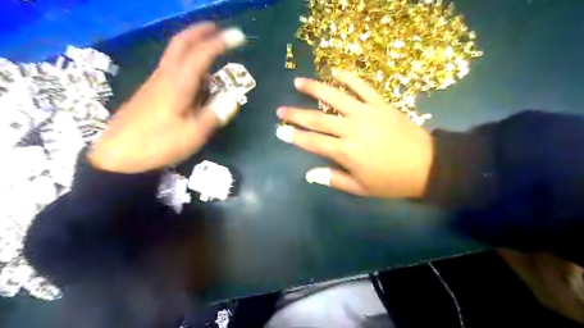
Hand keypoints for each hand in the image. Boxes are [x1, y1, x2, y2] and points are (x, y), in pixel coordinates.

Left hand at [89, 23, 245, 173]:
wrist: (118, 154)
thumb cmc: (158, 144)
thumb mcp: (192, 135)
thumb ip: (213, 115)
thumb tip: (234, 98)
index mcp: (178, 85)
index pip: (201, 55)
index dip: (220, 42)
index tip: (238, 36)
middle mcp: (165, 77)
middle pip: (181, 44)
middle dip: (200, 31)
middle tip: (218, 27)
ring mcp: (155, 82)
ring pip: (175, 55)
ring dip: (193, 45)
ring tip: (211, 50)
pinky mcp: (151, 91)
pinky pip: (172, 68)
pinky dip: (186, 62)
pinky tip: (195, 76)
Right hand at [276, 70, 434, 197]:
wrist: (427, 166)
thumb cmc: (391, 181)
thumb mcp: (361, 188)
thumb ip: (333, 179)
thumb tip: (309, 175)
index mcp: (345, 152)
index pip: (313, 142)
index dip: (294, 137)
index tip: (279, 131)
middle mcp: (351, 129)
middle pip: (318, 118)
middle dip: (296, 114)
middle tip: (280, 109)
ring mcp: (366, 113)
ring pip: (335, 97)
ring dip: (315, 89)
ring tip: (298, 82)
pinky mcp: (380, 104)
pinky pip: (362, 87)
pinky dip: (348, 77)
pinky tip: (335, 71)